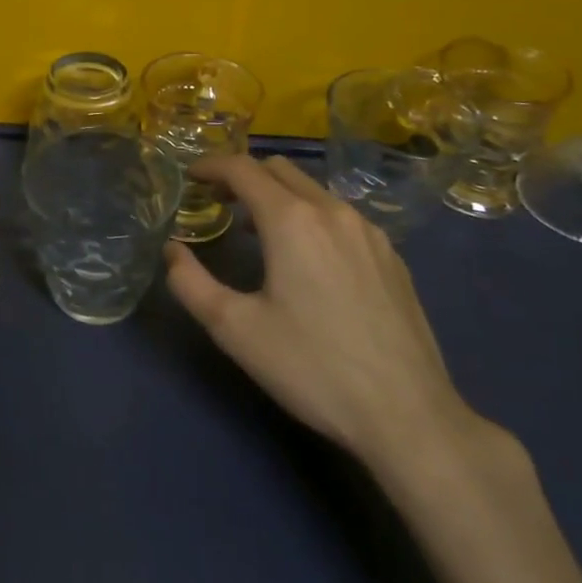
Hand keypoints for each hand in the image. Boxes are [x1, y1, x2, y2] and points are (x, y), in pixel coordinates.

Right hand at [165, 154, 486, 475]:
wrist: (410, 416)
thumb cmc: (314, 369)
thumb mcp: (236, 330)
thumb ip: (191, 284)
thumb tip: (171, 251)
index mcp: (291, 220)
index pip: (242, 168)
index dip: (211, 166)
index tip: (190, 177)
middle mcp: (332, 211)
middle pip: (279, 170)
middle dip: (243, 177)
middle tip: (219, 202)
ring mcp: (369, 232)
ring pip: (313, 190)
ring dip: (278, 196)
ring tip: (259, 231)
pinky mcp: (392, 256)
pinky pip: (341, 216)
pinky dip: (312, 217)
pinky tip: (309, 259)